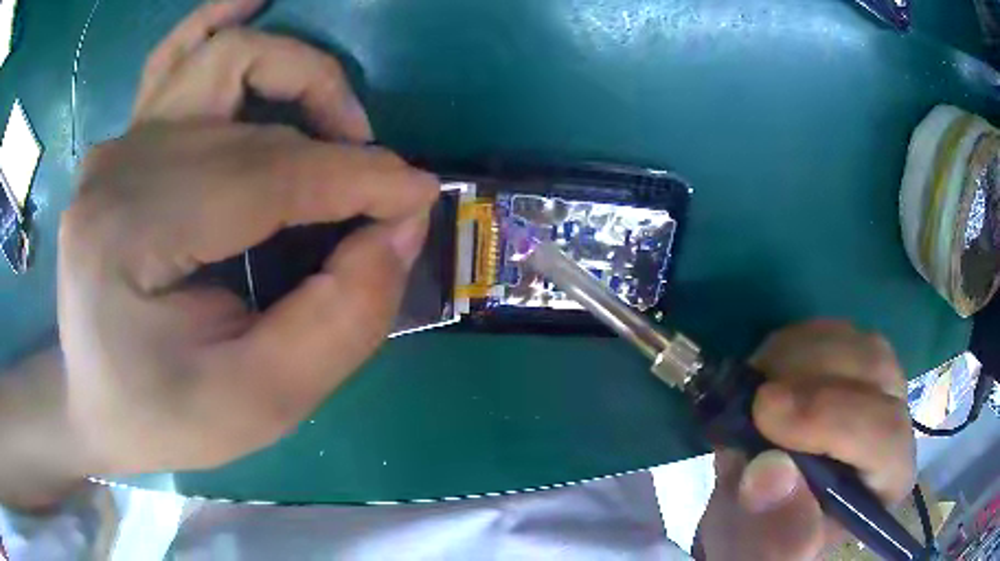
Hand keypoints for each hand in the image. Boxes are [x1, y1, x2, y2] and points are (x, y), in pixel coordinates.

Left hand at [57, 0, 437, 475]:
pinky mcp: (123, 144)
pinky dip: (220, 20)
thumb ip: (339, 320)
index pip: (266, 176)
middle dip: (337, 148)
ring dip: (297, 75)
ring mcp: (117, 146)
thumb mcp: (260, 403)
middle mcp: (118, 168)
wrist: (96, 406)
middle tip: (377, 197)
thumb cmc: (165, 416)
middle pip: (251, 120)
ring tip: (338, 123)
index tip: (421, 198)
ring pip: (224, 59)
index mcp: (129, 234)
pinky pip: (175, 56)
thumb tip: (399, 226)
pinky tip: (255, 0)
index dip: (357, 180)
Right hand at [697, 321, 915, 559]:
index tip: (764, 414)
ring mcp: (878, 388)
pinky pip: (837, 332)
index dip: (833, 418)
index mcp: (886, 482)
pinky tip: (772, 371)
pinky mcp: (853, 365)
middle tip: (755, 395)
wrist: (761, 509)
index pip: (883, 436)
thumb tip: (771, 473)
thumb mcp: (759, 551)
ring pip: (859, 343)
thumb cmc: (765, 537)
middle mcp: (895, 426)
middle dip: (813, 377)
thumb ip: (771, 531)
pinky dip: (798, 342)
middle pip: (877, 373)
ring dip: (803, 354)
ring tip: (758, 386)